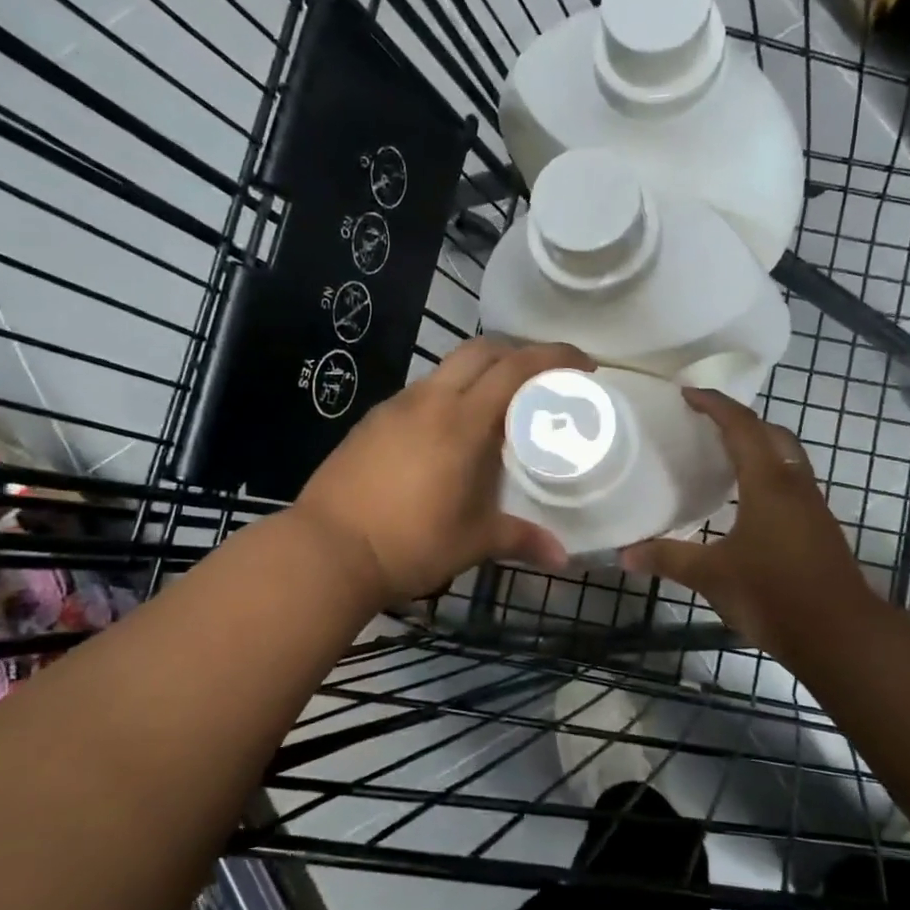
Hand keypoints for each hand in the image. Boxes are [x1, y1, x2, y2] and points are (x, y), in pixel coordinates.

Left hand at [294, 338, 593, 605]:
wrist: (326, 550)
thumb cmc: (410, 543)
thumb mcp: (473, 542)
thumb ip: (521, 539)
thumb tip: (563, 559)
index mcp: (462, 420)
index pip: (515, 367)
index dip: (554, 356)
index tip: (583, 365)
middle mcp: (429, 400)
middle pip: (480, 350)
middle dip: (516, 352)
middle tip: (540, 378)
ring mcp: (395, 407)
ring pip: (446, 368)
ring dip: (478, 373)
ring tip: (496, 407)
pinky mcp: (371, 421)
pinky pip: (420, 393)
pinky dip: (447, 395)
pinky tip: (447, 433)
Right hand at [620, 388, 887, 660]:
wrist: (842, 637)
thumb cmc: (774, 595)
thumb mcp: (712, 576)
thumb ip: (668, 559)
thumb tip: (624, 554)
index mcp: (768, 483)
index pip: (741, 426)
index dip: (714, 404)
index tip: (687, 393)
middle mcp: (794, 485)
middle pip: (772, 434)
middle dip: (740, 420)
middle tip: (706, 423)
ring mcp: (812, 507)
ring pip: (786, 458)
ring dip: (758, 446)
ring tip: (722, 456)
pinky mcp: (818, 529)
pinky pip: (791, 483)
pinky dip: (767, 474)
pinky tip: (745, 501)